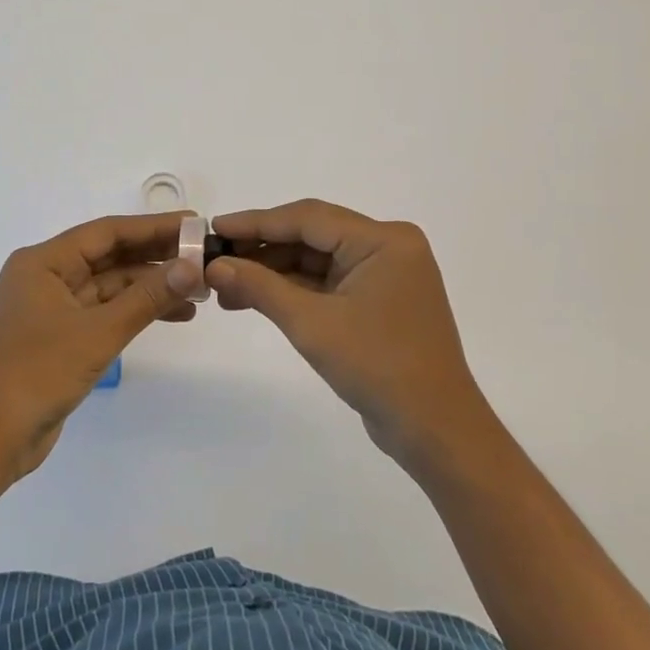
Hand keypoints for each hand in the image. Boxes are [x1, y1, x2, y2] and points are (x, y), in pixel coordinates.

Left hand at [0, 213, 200, 485]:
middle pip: (109, 256)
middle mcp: (46, 277)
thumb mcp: (98, 332)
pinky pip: (104, 312)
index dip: (152, 227)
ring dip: (150, 287)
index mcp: (43, 263)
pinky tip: (173, 314)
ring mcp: (52, 308)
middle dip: (155, 257)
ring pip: (110, 286)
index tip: (193, 224)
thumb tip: (191, 267)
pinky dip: (135, 311)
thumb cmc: (36, 374)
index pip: (106, 232)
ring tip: (198, 292)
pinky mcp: (60, 337)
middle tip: (203, 257)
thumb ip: (146, 297)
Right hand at [207, 199, 490, 470]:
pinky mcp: (378, 300)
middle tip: (215, 259)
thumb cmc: (378, 367)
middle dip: (262, 250)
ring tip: (225, 286)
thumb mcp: (311, 324)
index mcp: (383, 240)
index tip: (215, 227)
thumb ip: (261, 288)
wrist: (434, 430)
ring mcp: (384, 274)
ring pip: (317, 261)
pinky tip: (254, 298)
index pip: (308, 218)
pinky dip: (294, 291)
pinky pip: (328, 283)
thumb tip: (214, 267)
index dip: (257, 222)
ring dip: (273, 273)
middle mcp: (387, 247)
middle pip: (312, 236)